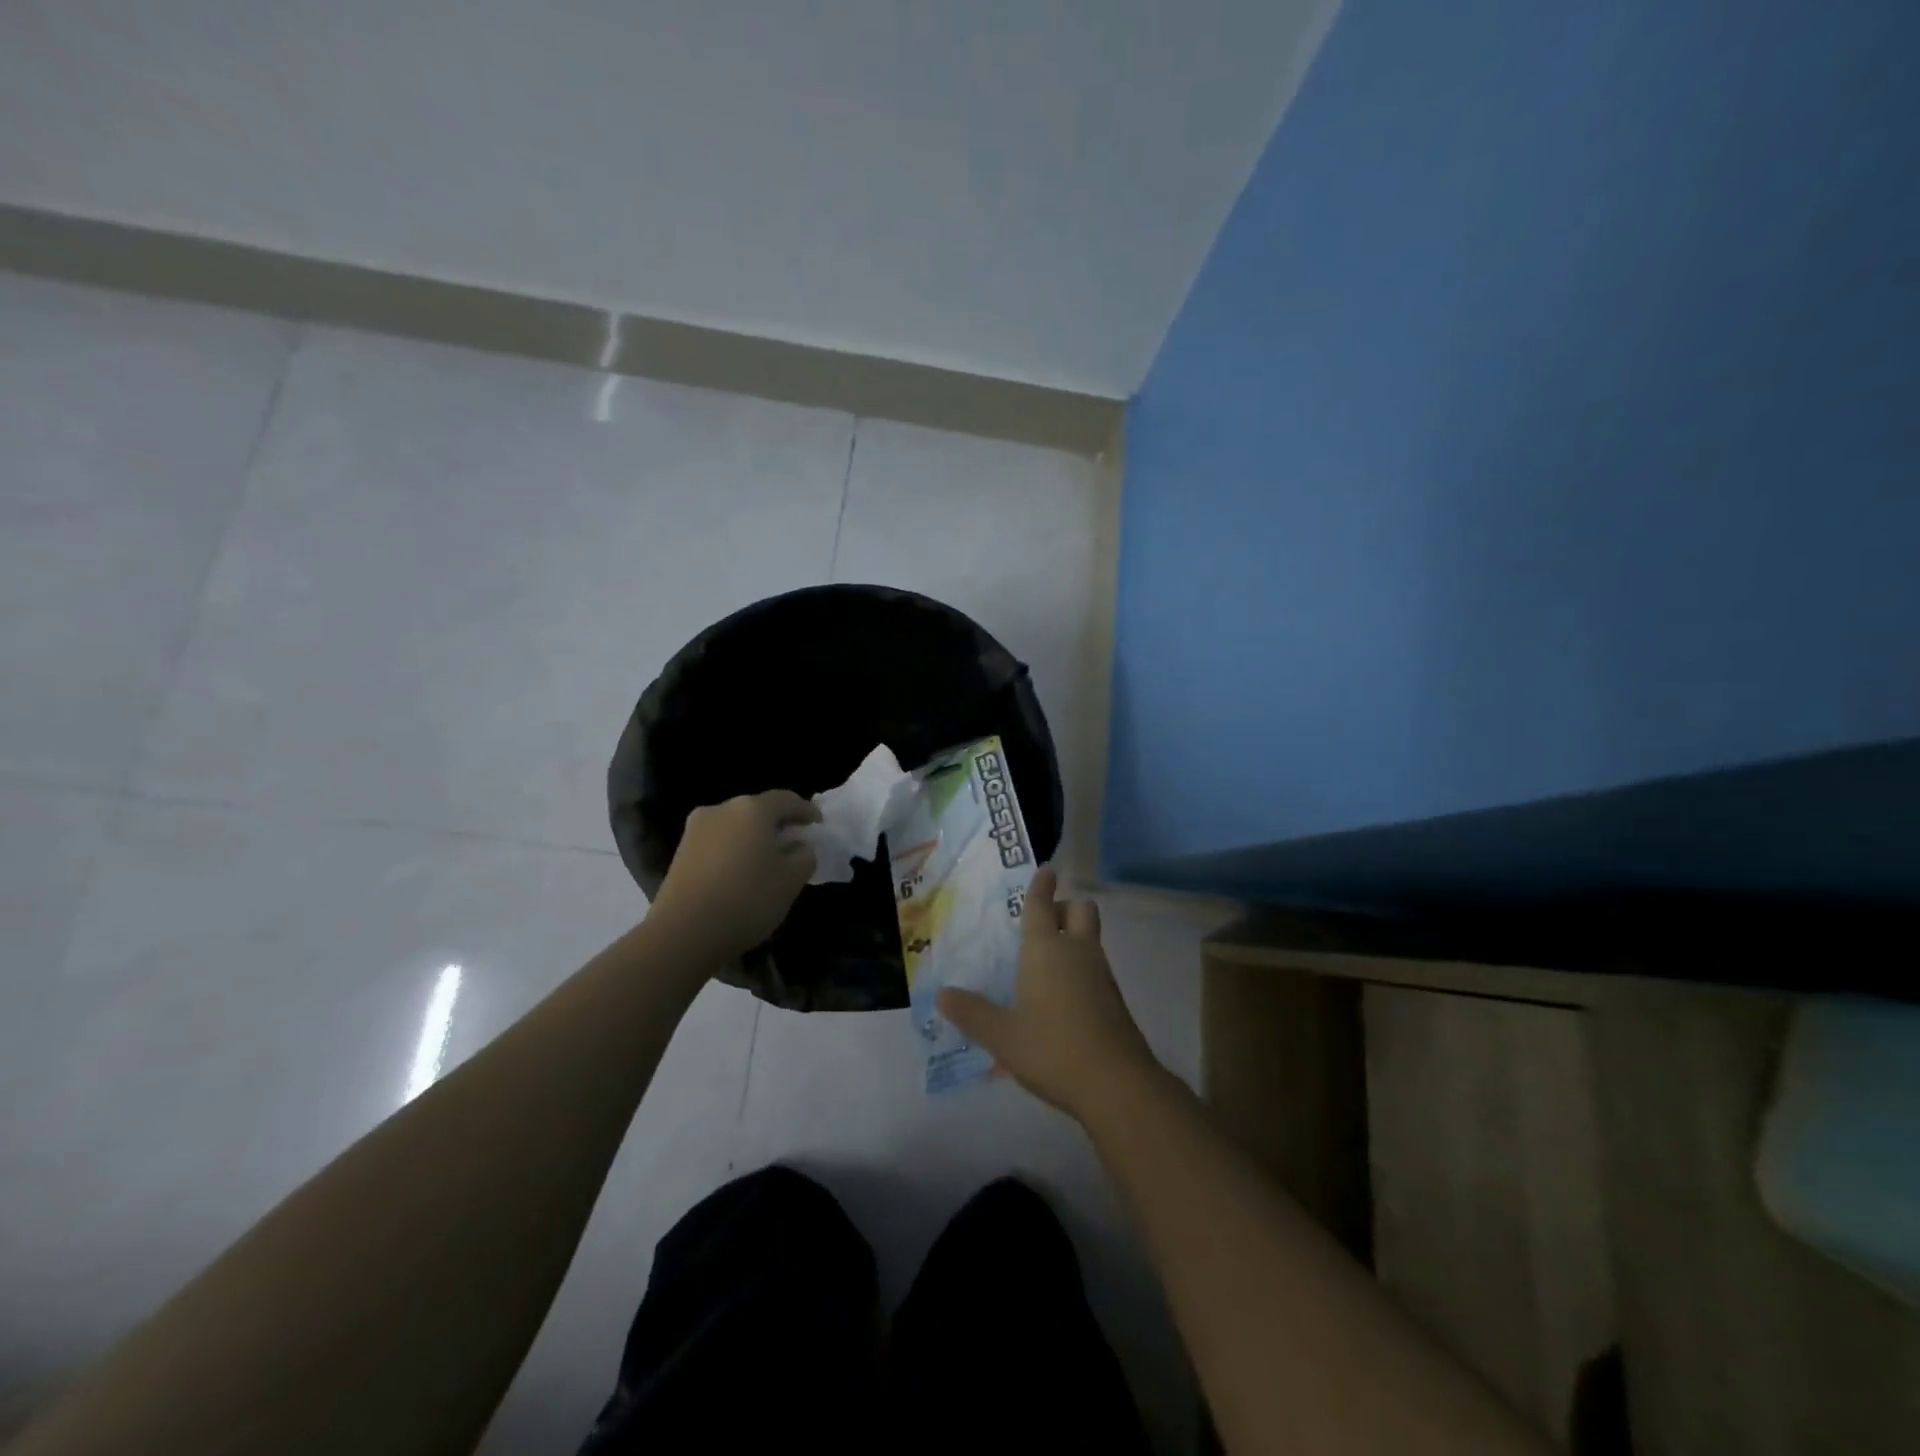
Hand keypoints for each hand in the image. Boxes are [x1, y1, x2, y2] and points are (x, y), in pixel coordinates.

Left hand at [647, 790, 820, 961]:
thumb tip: (799, 846)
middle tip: (794, 842)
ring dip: (753, 838)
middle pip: (757, 810)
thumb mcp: (791, 880)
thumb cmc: (747, 899)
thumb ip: (804, 856)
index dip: (806, 810)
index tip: (818, 824)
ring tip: (767, 861)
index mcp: (752, 809)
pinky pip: (717, 843)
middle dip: (778, 824)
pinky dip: (733, 851)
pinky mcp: (680, 852)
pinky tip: (740, 873)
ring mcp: (696, 830)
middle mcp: (721, 809)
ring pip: (735, 826)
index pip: (786, 799)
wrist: (683, 933)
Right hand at [937, 868, 1164, 1122]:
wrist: (1117, 1083)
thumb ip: (972, 1013)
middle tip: (1046, 921)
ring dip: (1075, 937)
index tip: (1046, 871)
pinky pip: (1097, 965)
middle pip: (1081, 910)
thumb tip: (941, 995)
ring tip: (1049, 961)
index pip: (1042, 905)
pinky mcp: (1115, 998)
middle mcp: (1077, 951)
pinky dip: (1083, 966)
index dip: (1042, 886)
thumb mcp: (1002, 1036)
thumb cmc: (1052, 1048)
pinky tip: (1065, 994)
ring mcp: (1102, 973)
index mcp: (1046, 949)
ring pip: (1091, 937)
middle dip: (1066, 907)